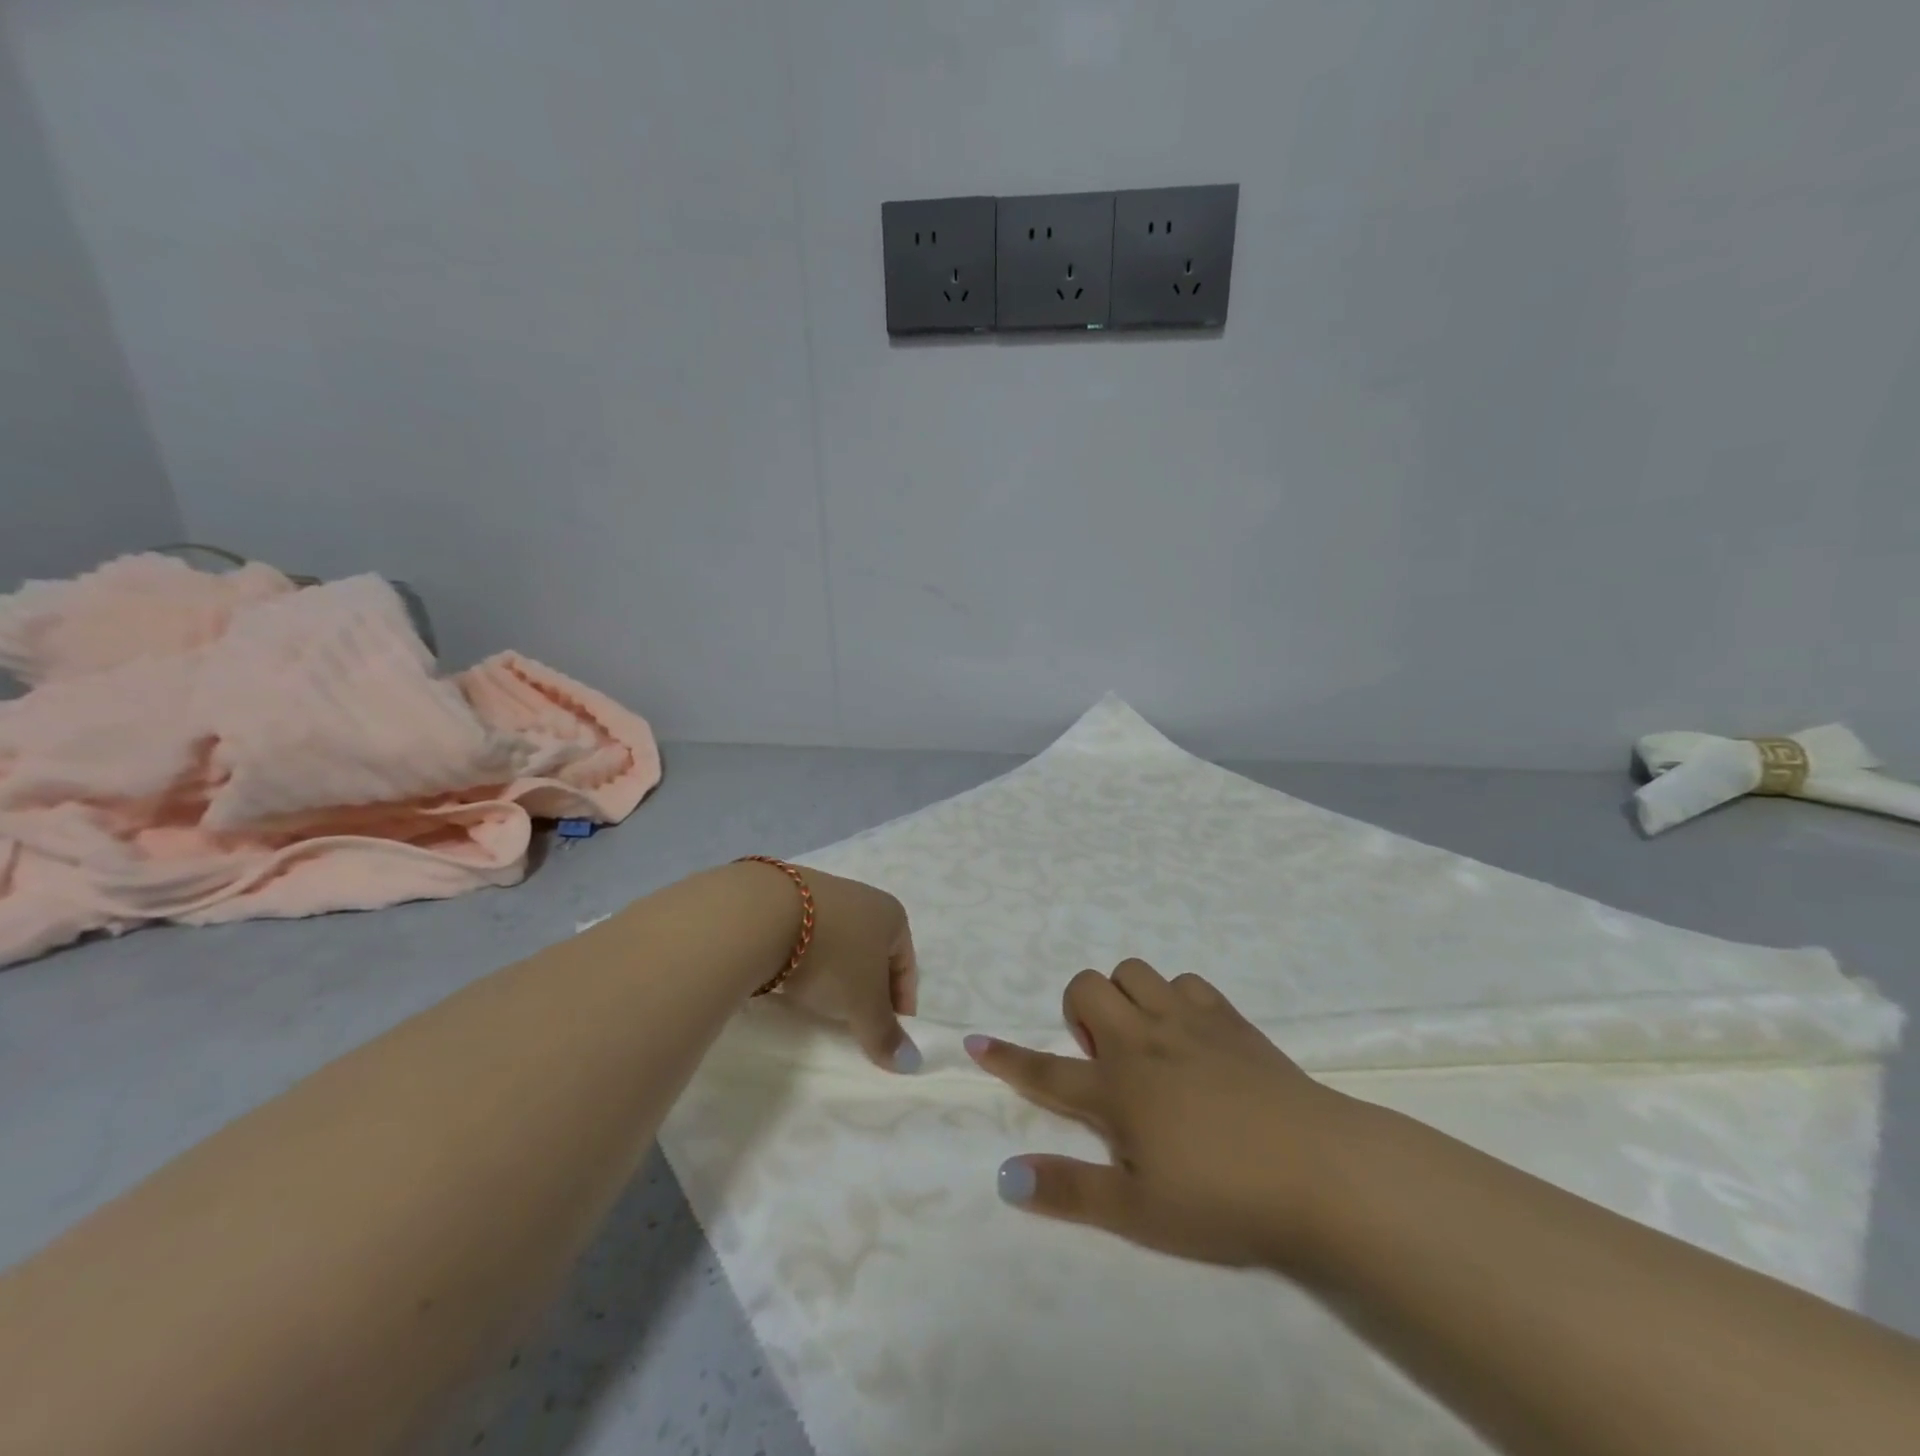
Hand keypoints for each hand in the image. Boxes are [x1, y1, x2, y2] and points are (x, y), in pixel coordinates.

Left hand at [777, 867, 921, 1072]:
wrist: (764, 915)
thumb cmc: (832, 956)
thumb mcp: (863, 1003)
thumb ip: (885, 1033)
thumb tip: (911, 1062)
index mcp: (891, 915)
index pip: (906, 965)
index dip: (902, 1003)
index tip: (889, 1036)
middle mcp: (862, 899)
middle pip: (873, 955)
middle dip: (868, 990)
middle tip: (857, 1024)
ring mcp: (823, 895)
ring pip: (839, 945)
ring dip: (836, 976)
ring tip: (823, 1006)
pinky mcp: (786, 900)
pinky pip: (808, 940)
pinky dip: (808, 963)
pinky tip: (794, 982)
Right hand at [966, 958, 1358, 1270]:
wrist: (1321, 1171)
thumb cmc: (1224, 1199)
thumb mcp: (1141, 1213)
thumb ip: (1070, 1192)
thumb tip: (1005, 1176)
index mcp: (1117, 1089)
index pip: (1046, 1070)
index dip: (1006, 1057)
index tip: (976, 1041)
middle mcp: (1143, 1041)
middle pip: (1086, 987)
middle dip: (1078, 1010)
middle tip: (1104, 1058)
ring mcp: (1187, 1021)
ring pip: (1133, 971)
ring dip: (1126, 996)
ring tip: (1146, 1042)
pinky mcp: (1229, 1017)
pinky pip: (1185, 980)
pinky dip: (1175, 998)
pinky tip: (1192, 1035)